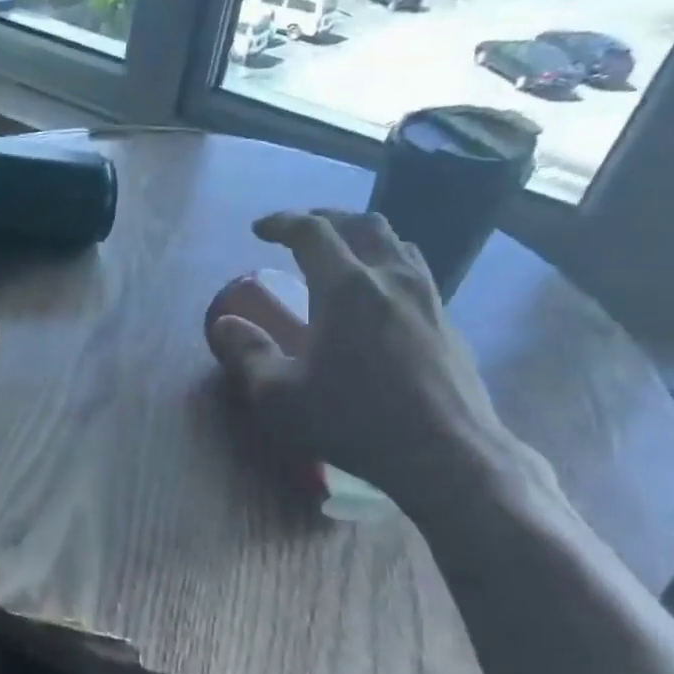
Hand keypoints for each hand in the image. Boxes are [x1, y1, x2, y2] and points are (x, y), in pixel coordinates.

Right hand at [207, 209, 526, 510]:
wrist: (447, 454)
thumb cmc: (354, 420)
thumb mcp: (280, 395)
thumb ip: (247, 353)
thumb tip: (225, 324)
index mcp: (345, 287)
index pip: (311, 232)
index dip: (282, 222)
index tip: (260, 230)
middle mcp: (389, 278)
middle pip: (361, 223)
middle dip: (325, 219)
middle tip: (300, 232)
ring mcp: (427, 297)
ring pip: (396, 243)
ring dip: (363, 238)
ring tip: (343, 256)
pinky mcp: (448, 322)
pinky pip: (416, 272)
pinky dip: (388, 266)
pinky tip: (379, 297)